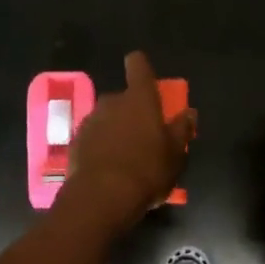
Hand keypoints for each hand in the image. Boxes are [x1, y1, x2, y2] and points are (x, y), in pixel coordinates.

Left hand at [62, 52, 195, 236]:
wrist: (101, 197)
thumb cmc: (147, 170)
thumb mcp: (175, 154)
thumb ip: (182, 130)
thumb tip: (189, 113)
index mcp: (139, 99)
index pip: (138, 66)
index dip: (140, 66)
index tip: (142, 71)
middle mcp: (112, 102)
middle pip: (123, 98)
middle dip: (131, 111)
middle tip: (142, 135)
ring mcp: (90, 121)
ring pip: (106, 118)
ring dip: (114, 129)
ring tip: (124, 156)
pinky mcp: (75, 142)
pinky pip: (92, 137)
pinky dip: (99, 146)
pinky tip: (107, 168)